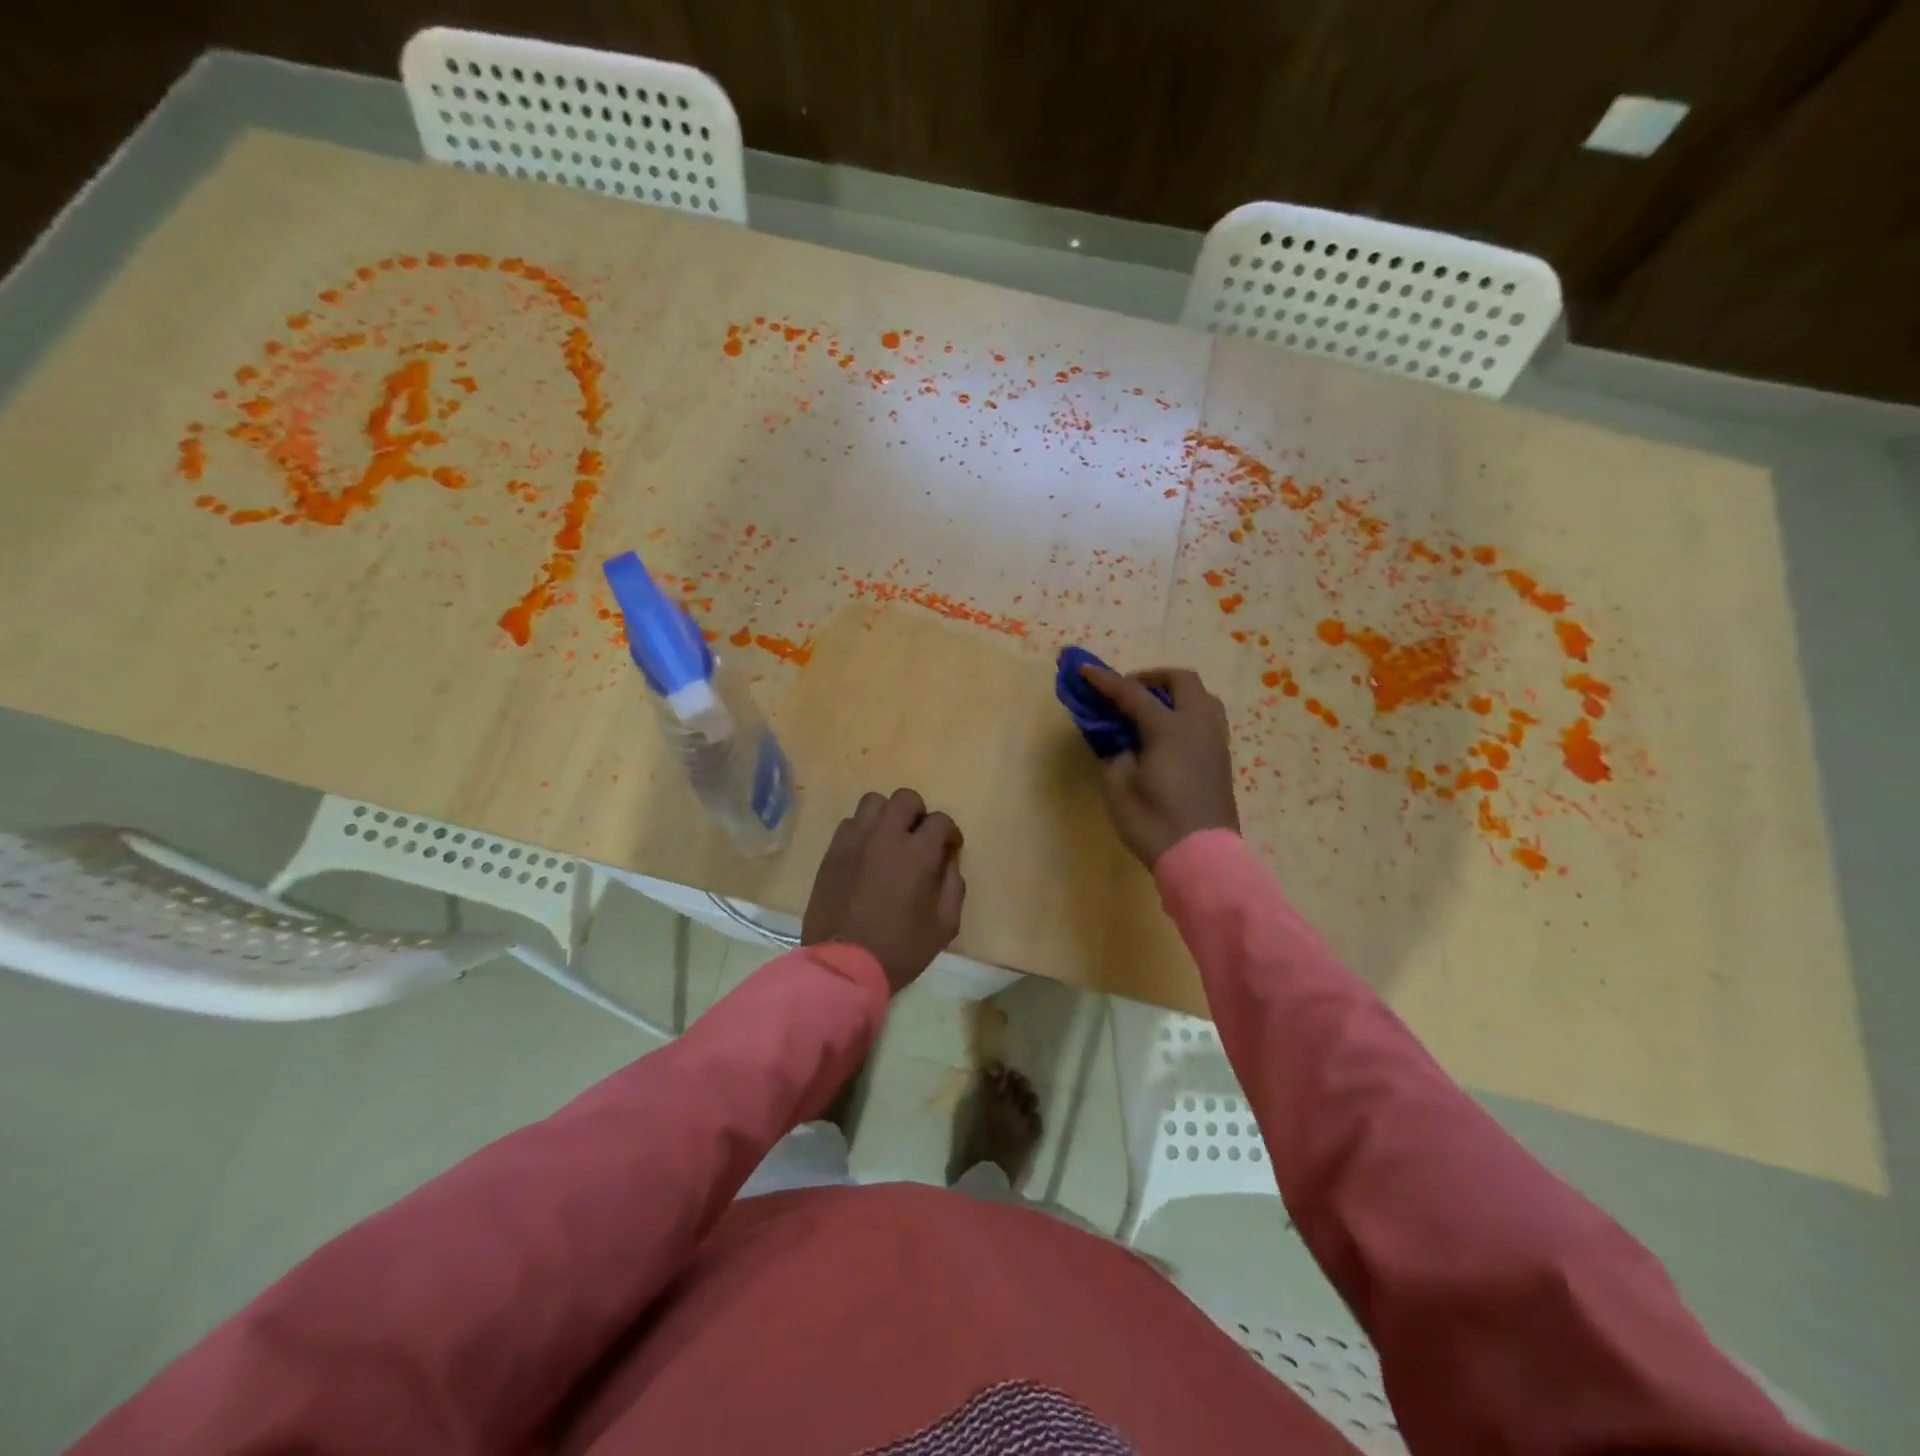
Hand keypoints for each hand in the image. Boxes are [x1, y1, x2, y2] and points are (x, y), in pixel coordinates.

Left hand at [802, 787, 965, 994]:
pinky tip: (866, 855)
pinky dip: (863, 831)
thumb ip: (953, 886)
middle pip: (905, 798)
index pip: (940, 820)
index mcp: (917, 853)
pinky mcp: (832, 852)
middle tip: (918, 839)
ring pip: (873, 803)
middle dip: (918, 814)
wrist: (843, 966)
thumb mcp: (944, 925)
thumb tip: (948, 861)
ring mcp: (854, 841)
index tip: (949, 850)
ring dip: (887, 817)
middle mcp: (885, 836)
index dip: (950, 833)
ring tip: (889, 841)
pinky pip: (849, 823)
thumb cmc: (900, 949)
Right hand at [1079, 664, 1239, 867]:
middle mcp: (1198, 726)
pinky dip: (1186, 712)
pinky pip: (1207, 718)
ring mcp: (1215, 741)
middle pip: (1181, 681)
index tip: (1085, 670)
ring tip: (1151, 709)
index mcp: (1170, 729)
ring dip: (1175, 693)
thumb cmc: (1154, 823)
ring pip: (1202, 697)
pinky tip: (1167, 733)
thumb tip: (1123, 743)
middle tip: (1127, 690)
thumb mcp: (1119, 788)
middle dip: (1151, 678)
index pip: (1133, 694)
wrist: (1201, 858)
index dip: (1106, 681)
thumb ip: (1116, 755)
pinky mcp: (1221, 759)